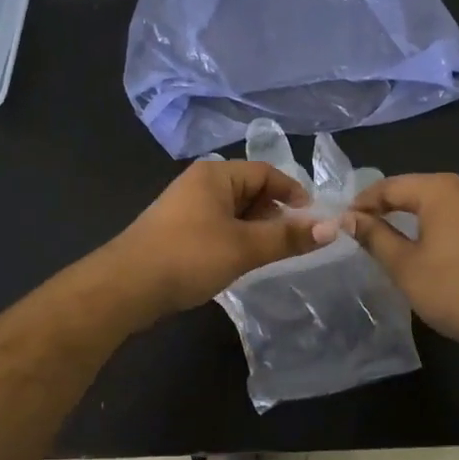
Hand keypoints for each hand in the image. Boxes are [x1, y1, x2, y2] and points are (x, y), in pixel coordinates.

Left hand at [106, 159, 322, 319]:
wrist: (125, 287)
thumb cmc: (189, 256)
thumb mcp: (245, 247)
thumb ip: (288, 236)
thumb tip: (333, 227)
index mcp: (216, 175)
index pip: (266, 172)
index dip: (293, 193)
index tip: (313, 220)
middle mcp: (200, 183)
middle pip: (251, 190)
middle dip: (275, 213)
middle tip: (293, 241)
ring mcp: (185, 206)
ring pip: (234, 211)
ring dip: (256, 229)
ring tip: (269, 254)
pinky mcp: (177, 230)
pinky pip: (218, 226)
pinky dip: (235, 239)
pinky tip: (240, 261)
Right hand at [338, 174, 458, 358]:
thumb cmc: (454, 290)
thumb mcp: (404, 265)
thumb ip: (374, 236)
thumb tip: (348, 219)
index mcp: (441, 189)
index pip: (390, 186)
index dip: (362, 203)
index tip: (341, 222)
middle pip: (413, 188)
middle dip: (384, 206)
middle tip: (358, 228)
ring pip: (434, 200)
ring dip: (407, 214)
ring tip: (383, 235)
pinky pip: (452, 213)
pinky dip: (430, 222)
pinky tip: (419, 241)